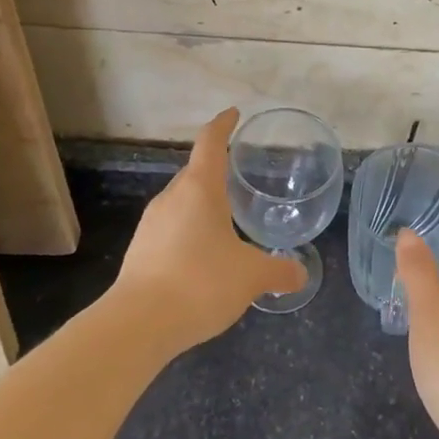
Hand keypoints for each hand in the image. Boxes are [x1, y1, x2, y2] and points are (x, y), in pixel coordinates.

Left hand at [114, 109, 306, 352]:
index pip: (210, 143)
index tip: (233, 114)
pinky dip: (190, 231)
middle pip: (195, 172)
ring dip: (202, 204)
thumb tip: (300, 274)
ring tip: (226, 218)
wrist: (139, 323)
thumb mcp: (251, 277)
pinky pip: (171, 228)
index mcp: (200, 190)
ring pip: (181, 202)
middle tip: (239, 175)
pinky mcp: (140, 251)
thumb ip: (279, 272)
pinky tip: (204, 256)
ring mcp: (151, 224)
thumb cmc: (200, 283)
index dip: (223, 125)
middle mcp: (172, 198)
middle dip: (215, 170)